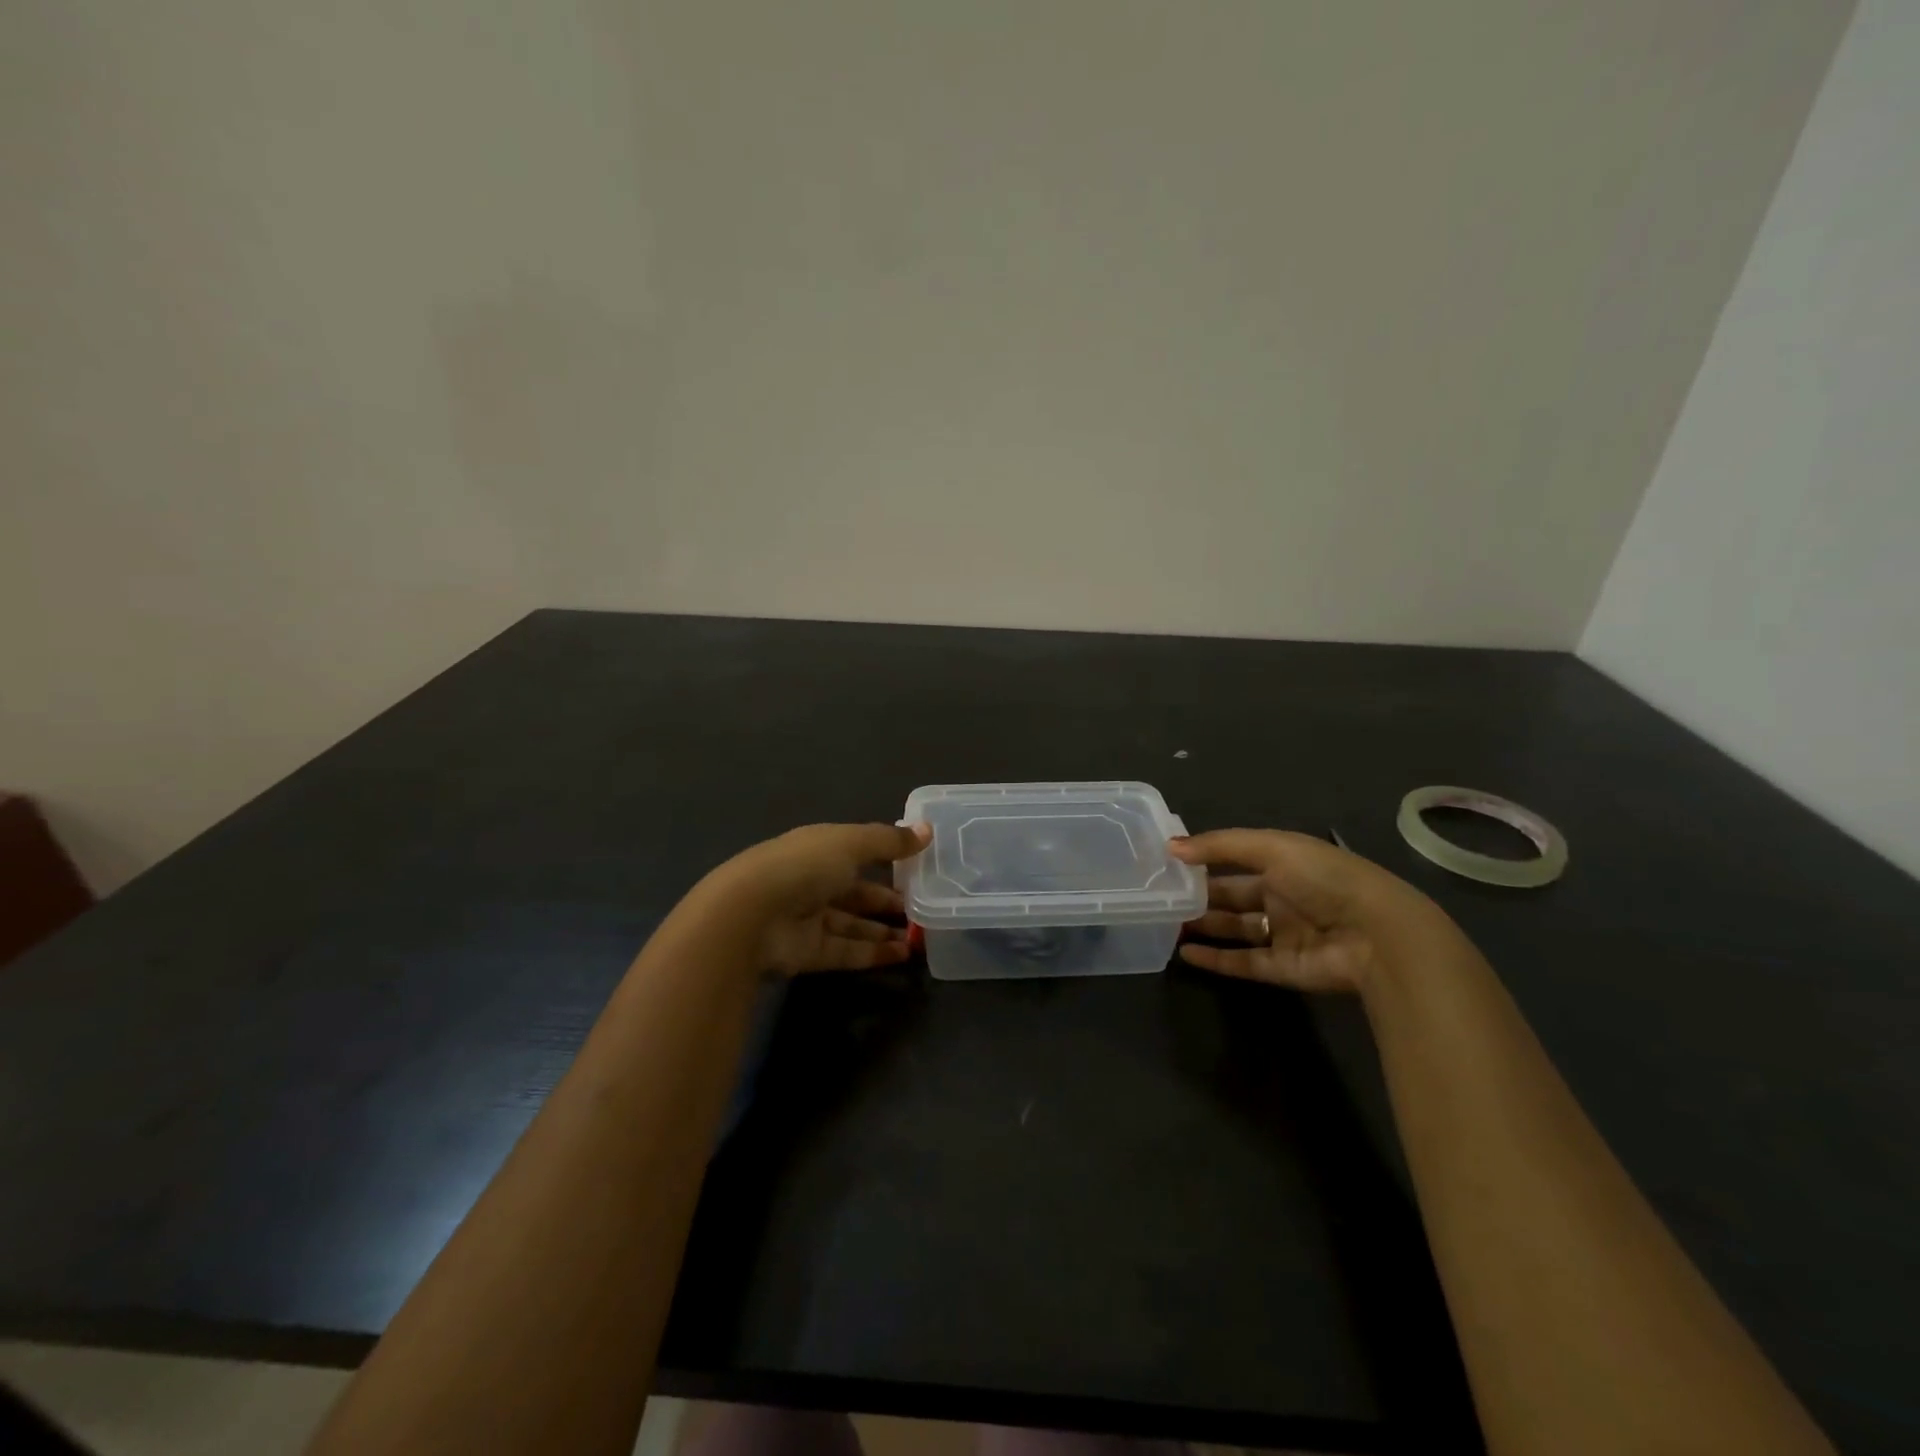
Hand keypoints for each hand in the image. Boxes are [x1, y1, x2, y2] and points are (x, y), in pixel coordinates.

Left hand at [712, 822, 930, 974]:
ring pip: (853, 923)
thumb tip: (928, 830)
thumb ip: (890, 841)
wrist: (749, 917)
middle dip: (887, 899)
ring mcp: (808, 919)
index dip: (886, 856)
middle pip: (856, 891)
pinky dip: (874, 953)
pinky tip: (903, 955)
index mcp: (818, 848)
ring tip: (920, 935)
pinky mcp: (808, 953)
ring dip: (884, 929)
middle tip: (924, 906)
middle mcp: (812, 881)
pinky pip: (847, 951)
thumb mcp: (851, 844)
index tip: (918, 865)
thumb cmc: (803, 867)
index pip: (856, 850)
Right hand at [1171, 829, 1464, 993]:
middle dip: (1199, 896)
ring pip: (1235, 929)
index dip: (1204, 860)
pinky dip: (1215, 959)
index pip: (1236, 860)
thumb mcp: (1271, 848)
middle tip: (1160, 897)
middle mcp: (1282, 897)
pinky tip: (1185, 954)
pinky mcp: (1283, 968)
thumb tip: (1171, 846)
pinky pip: (1243, 962)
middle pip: (1233, 896)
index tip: (1168, 863)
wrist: (1377, 935)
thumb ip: (1219, 846)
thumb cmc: (1324, 879)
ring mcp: (1283, 934)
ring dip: (1203, 927)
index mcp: (1284, 863)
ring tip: (1165, 925)